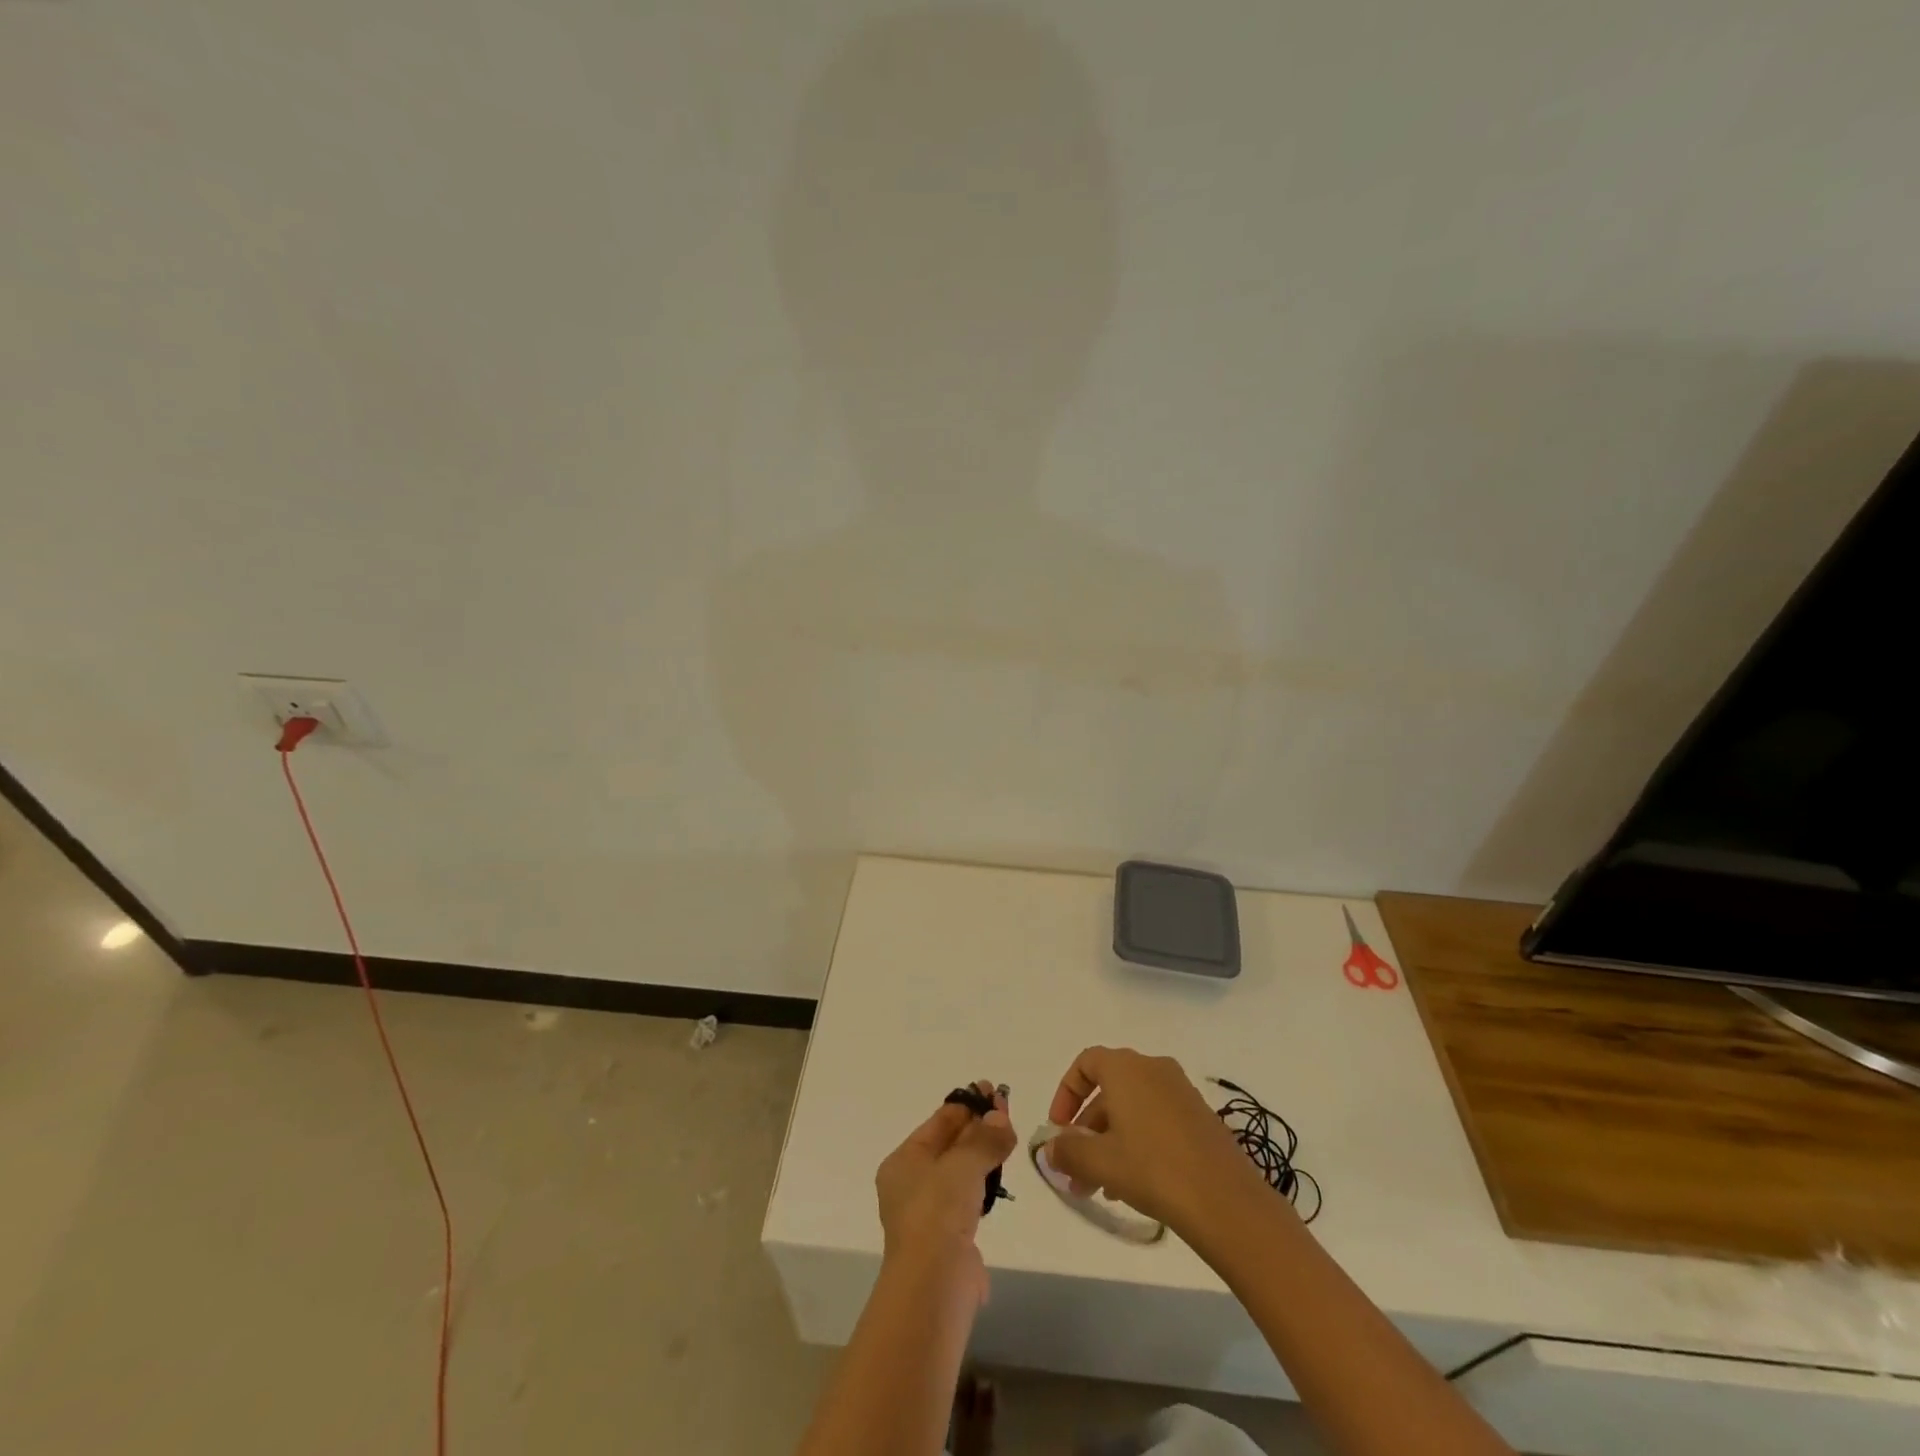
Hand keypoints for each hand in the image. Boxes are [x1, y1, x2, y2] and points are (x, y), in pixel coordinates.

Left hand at [875, 1081, 1015, 1301]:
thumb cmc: (938, 1213)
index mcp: (904, 1161)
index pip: (939, 1122)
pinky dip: (984, 1182)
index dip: (967, 1104)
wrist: (934, 1285)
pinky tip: (1001, 1175)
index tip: (993, 1091)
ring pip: (960, 1171)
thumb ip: (984, 1138)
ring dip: (983, 1152)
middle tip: (1006, 1106)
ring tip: (1009, 1135)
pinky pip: (969, 1197)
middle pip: (949, 1144)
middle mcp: (912, 1183)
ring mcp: (930, 1212)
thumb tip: (1000, 1117)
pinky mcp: (949, 1237)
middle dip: (978, 1125)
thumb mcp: (963, 1164)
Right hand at [1044, 1047, 1268, 1234]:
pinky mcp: (1201, 1119)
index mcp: (1126, 1067)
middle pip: (1109, 1091)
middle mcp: (1153, 1069)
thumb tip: (1051, 1149)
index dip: (1066, 1093)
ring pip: (1132, 1110)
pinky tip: (1134, 1186)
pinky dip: (1138, 1144)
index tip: (1058, 1129)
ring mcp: (1181, 1093)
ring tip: (1102, 1188)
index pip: (1086, 1063)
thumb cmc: (1153, 1169)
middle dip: (1087, 1130)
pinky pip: (1157, 1121)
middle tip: (1076, 1171)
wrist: (1226, 1202)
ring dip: (1110, 1143)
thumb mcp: (1099, 1161)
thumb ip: (1067, 1151)